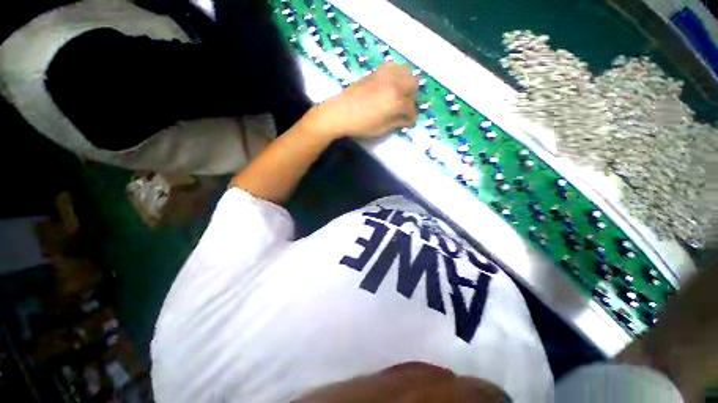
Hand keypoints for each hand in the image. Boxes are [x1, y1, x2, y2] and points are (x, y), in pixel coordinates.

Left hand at [304, 63, 419, 139]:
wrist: (340, 112)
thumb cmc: (361, 125)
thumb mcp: (382, 129)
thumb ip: (397, 122)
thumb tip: (407, 120)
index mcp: (396, 100)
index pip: (411, 108)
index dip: (411, 117)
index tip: (409, 122)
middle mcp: (395, 83)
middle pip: (414, 84)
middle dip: (412, 97)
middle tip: (405, 107)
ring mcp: (385, 74)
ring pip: (407, 71)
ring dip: (407, 83)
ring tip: (400, 94)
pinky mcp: (376, 71)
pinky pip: (394, 67)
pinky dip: (397, 74)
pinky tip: (391, 85)